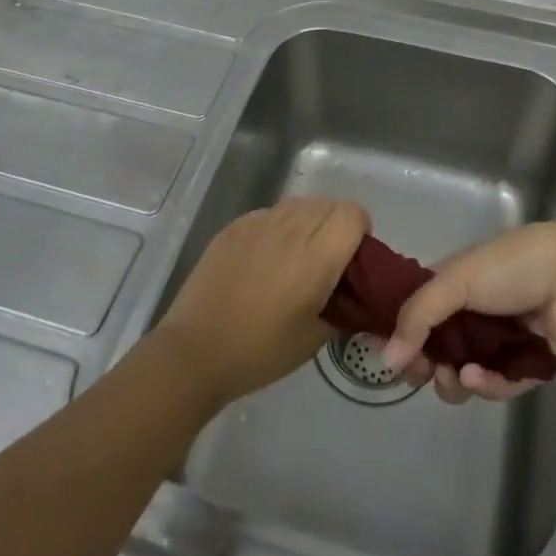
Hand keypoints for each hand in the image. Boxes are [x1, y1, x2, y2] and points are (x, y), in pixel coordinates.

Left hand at [155, 196, 369, 407]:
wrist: (195, 351)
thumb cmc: (259, 352)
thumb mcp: (313, 340)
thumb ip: (342, 309)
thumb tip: (354, 296)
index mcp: (315, 256)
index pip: (353, 214)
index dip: (360, 231)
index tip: (352, 260)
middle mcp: (290, 228)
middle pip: (330, 203)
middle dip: (337, 225)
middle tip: (327, 262)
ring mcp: (259, 222)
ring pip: (300, 203)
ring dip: (308, 222)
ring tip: (295, 258)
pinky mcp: (235, 225)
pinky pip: (270, 213)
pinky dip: (278, 227)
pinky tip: (264, 260)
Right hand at [381, 221, 555, 403]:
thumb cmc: (510, 268)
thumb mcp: (456, 280)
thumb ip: (418, 316)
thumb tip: (386, 357)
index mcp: (452, 285)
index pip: (416, 314)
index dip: (401, 335)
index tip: (388, 356)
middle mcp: (472, 314)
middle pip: (437, 351)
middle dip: (426, 365)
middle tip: (424, 372)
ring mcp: (499, 343)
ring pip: (464, 375)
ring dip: (454, 381)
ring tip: (457, 377)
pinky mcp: (525, 368)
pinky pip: (498, 387)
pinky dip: (487, 386)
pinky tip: (482, 378)